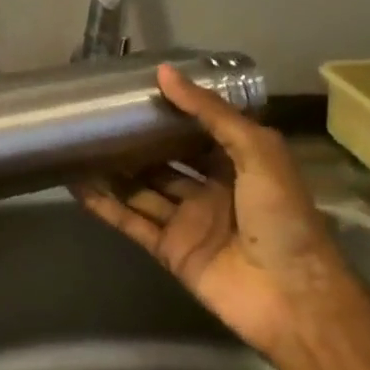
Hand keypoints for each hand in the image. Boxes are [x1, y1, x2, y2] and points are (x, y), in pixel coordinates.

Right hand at [74, 63, 345, 358]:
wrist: (291, 296)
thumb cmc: (282, 216)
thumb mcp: (258, 152)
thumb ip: (211, 113)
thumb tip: (164, 73)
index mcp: (239, 164)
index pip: (199, 131)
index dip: (171, 112)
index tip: (135, 90)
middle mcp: (211, 190)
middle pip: (164, 160)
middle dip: (136, 142)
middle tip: (98, 118)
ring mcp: (187, 220)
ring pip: (142, 190)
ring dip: (113, 172)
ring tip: (78, 146)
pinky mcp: (168, 249)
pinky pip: (131, 222)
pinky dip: (105, 206)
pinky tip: (78, 186)